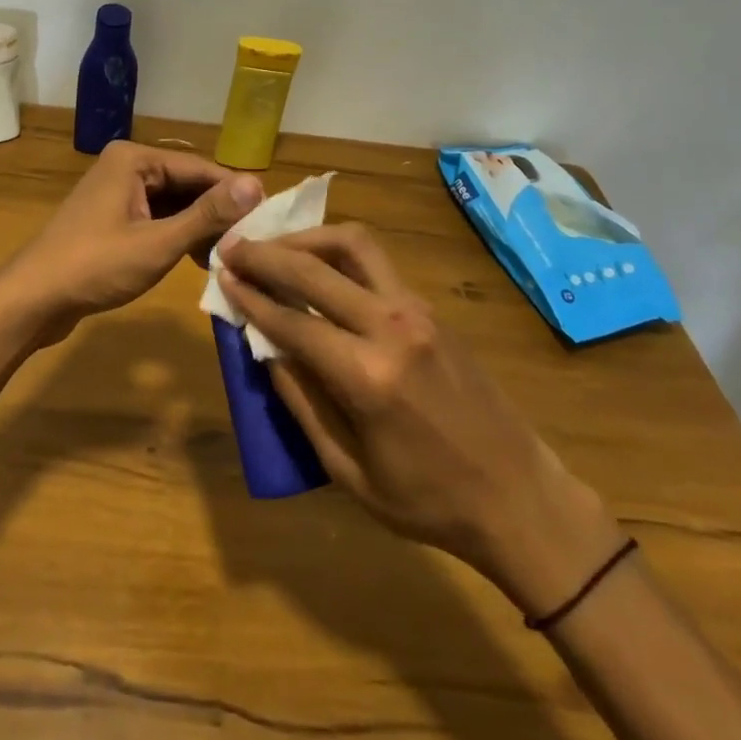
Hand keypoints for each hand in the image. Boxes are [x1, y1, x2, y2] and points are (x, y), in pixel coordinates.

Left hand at [0, 142, 262, 339]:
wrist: (32, 299)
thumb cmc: (95, 266)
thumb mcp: (157, 243)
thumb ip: (207, 215)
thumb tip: (256, 184)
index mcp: (135, 159)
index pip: (201, 168)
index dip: (235, 194)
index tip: (270, 220)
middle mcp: (126, 165)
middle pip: (186, 184)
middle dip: (216, 213)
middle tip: (252, 243)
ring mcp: (116, 192)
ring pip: (172, 203)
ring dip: (198, 227)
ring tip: (229, 255)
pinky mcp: (112, 217)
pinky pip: (155, 217)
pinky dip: (176, 235)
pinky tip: (197, 260)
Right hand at [219, 224, 625, 616]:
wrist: (520, 497)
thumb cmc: (428, 501)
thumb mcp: (349, 471)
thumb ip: (302, 403)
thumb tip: (266, 350)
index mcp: (368, 376)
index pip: (291, 320)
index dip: (250, 296)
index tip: (220, 275)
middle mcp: (392, 327)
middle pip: (315, 269)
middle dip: (267, 254)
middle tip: (233, 247)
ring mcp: (418, 311)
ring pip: (353, 245)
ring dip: (306, 238)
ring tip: (274, 245)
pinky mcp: (433, 309)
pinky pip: (376, 263)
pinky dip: (336, 253)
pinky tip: (317, 265)